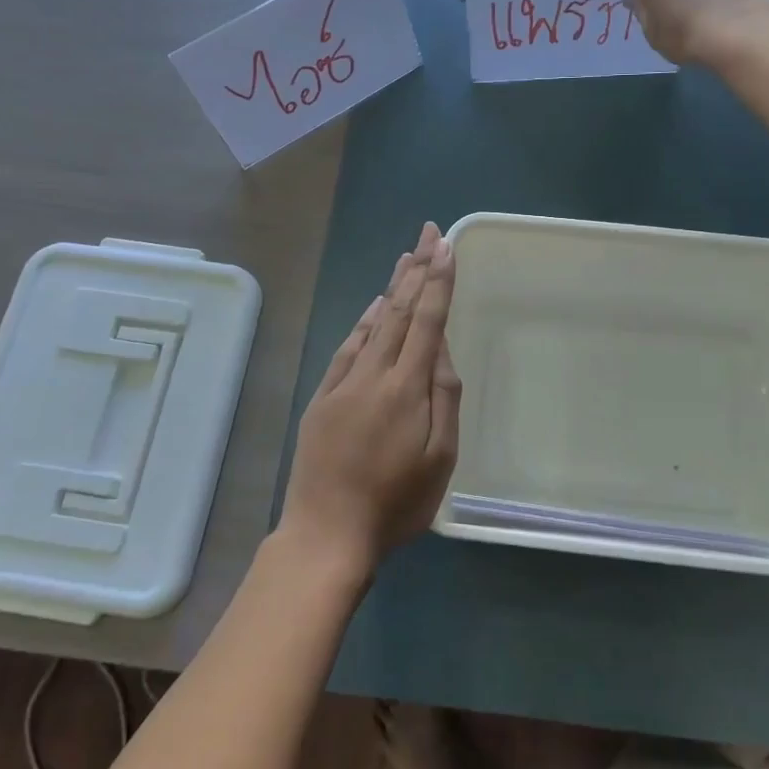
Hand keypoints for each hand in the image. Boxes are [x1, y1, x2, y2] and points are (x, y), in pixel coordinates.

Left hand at [278, 221, 460, 581]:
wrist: (326, 534)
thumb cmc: (395, 503)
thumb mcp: (440, 458)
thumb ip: (444, 398)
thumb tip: (441, 350)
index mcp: (406, 387)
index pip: (427, 320)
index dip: (438, 282)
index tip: (445, 247)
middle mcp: (374, 374)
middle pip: (399, 311)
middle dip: (416, 269)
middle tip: (428, 234)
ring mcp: (343, 383)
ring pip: (373, 324)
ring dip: (392, 288)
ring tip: (406, 258)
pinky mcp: (323, 398)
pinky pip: (347, 348)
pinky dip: (363, 323)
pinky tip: (374, 308)